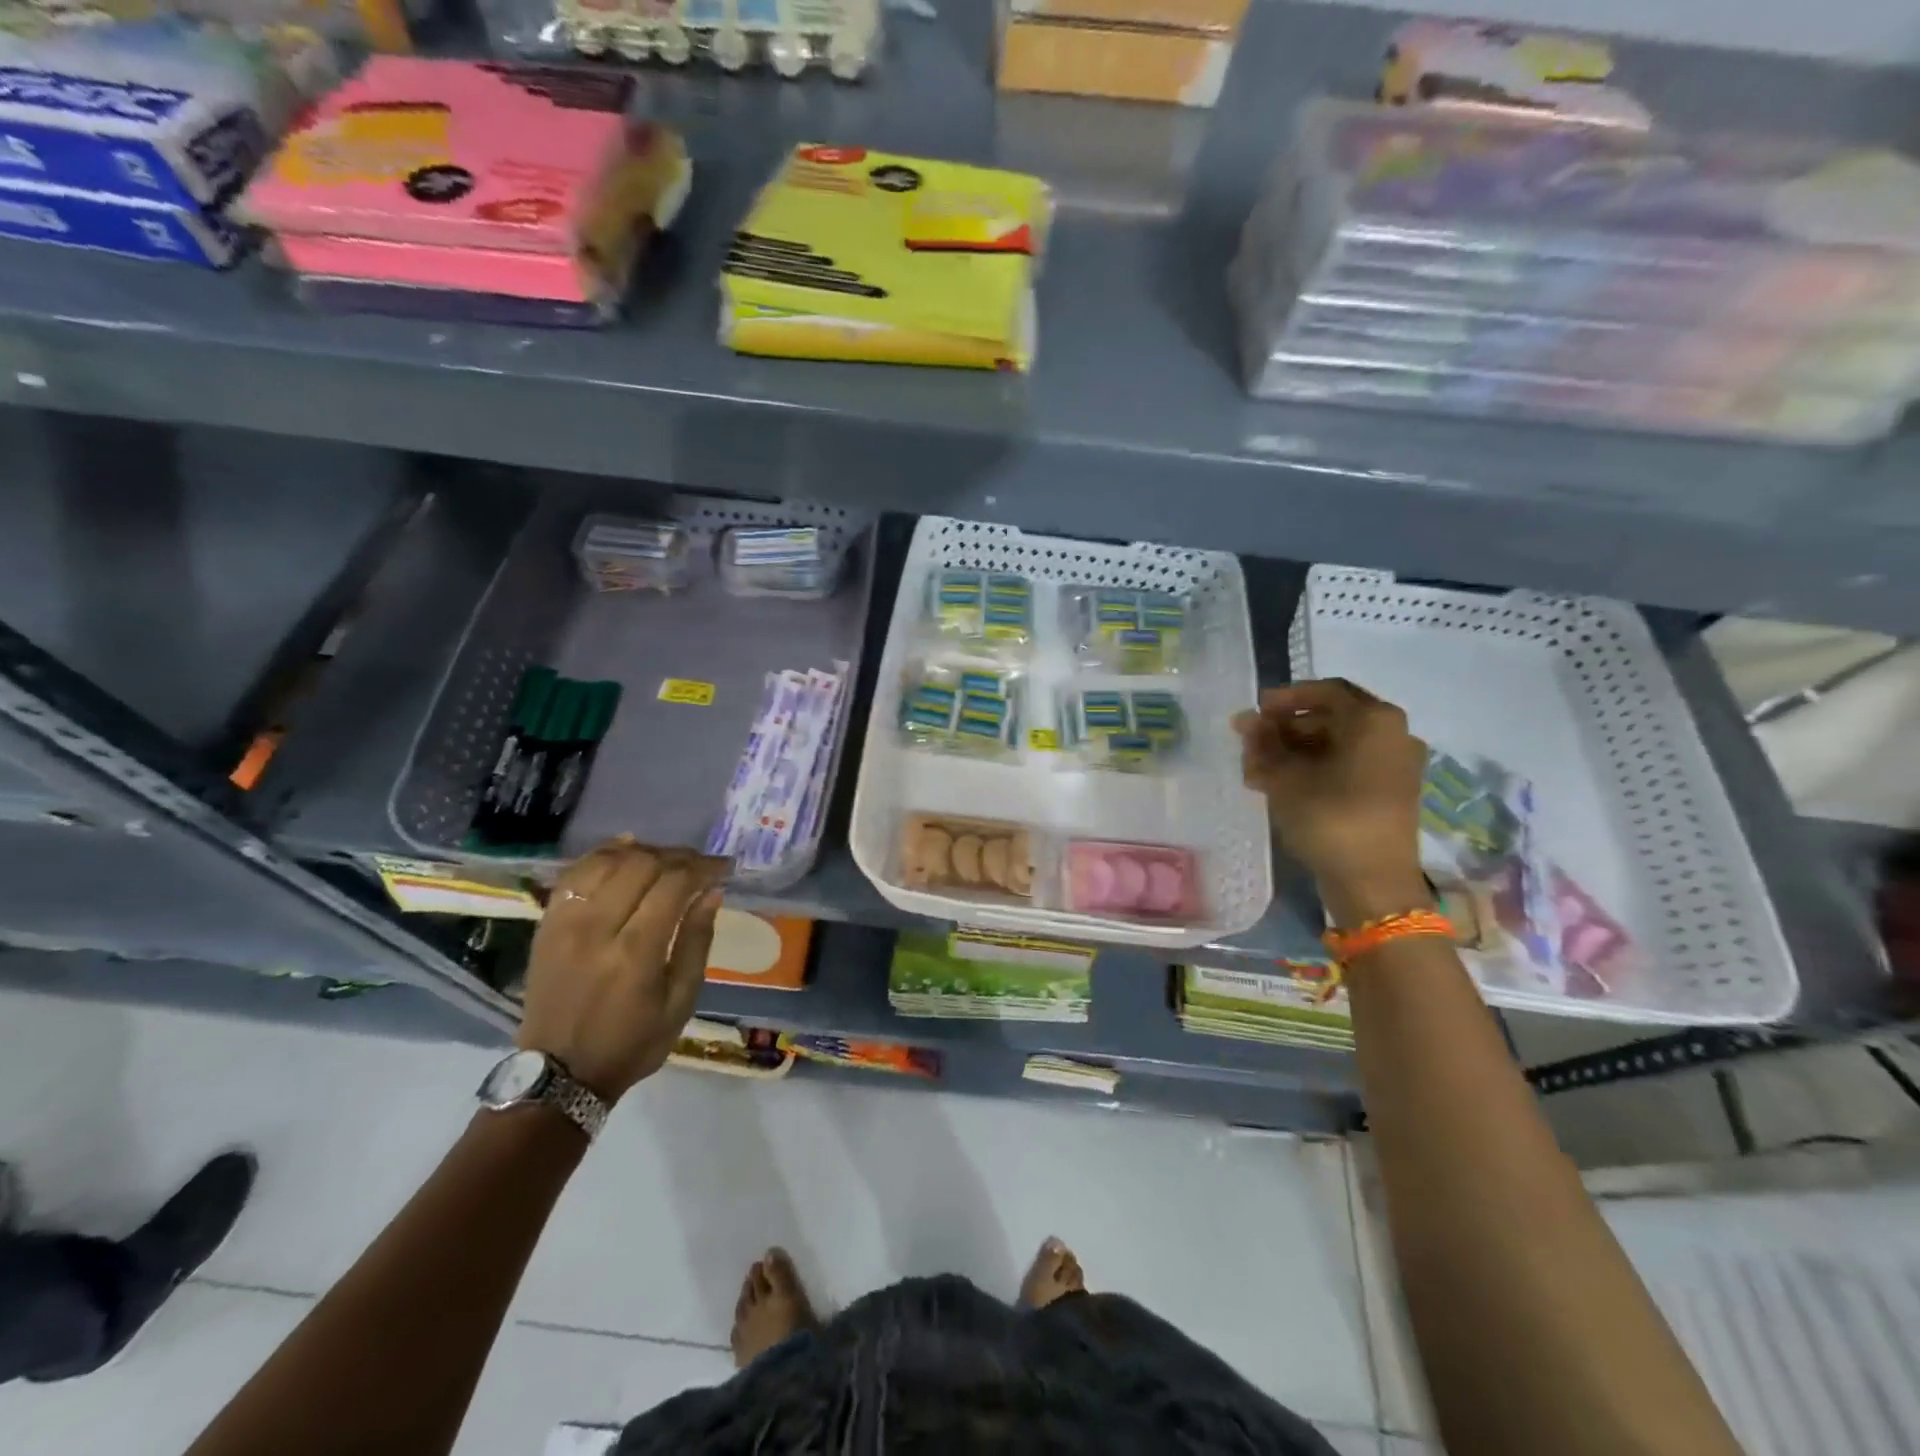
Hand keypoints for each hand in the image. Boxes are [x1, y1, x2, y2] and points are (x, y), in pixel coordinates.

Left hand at [517, 840, 727, 1100]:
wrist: (560, 1074)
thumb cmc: (632, 1042)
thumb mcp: (681, 1002)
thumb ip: (697, 942)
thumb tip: (712, 892)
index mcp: (636, 953)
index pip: (673, 885)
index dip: (703, 867)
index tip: (723, 866)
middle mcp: (597, 929)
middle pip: (641, 865)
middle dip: (678, 856)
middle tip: (698, 864)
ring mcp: (566, 924)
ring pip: (606, 862)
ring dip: (643, 851)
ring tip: (666, 859)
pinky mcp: (547, 924)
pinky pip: (574, 874)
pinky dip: (602, 854)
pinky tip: (625, 849)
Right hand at [1233, 679, 1429, 926]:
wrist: (1373, 883)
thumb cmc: (1329, 818)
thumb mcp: (1285, 777)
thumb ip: (1263, 744)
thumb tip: (1246, 720)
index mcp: (1374, 720)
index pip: (1324, 691)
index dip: (1284, 698)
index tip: (1254, 711)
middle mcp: (1392, 733)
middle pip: (1330, 718)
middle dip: (1286, 728)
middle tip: (1250, 744)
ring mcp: (1395, 764)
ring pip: (1336, 744)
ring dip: (1294, 751)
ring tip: (1256, 770)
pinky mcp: (1389, 791)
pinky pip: (1348, 765)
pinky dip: (1314, 768)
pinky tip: (1278, 784)